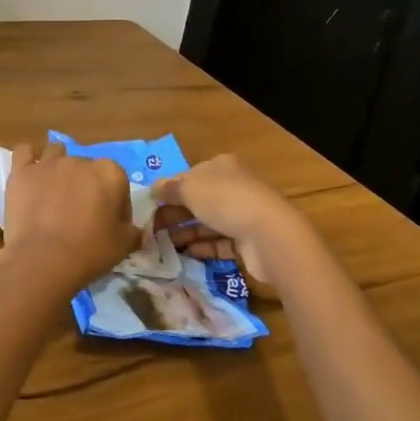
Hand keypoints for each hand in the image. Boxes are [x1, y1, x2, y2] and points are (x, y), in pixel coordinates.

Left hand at [0, 142, 137, 295]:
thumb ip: (133, 231)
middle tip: (82, 214)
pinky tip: (30, 175)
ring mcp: (49, 163)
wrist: (43, 259)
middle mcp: (80, 160)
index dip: (117, 205)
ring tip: (55, 192)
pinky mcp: (22, 171)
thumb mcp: (123, 246)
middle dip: (87, 186)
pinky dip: (28, 161)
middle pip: (87, 169)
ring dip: (59, 168)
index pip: (119, 183)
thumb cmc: (89, 251)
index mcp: (110, 173)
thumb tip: (135, 230)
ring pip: (57, 154)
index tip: (111, 225)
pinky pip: (24, 153)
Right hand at [151, 154, 308, 284]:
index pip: (189, 176)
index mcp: (221, 166)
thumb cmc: (225, 201)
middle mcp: (234, 187)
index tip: (149, 206)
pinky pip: (220, 243)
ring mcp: (243, 214)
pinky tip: (186, 254)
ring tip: (162, 245)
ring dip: (186, 232)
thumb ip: (169, 188)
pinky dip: (203, 247)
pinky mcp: (249, 241)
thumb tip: (153, 189)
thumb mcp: (189, 188)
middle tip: (151, 229)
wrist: (270, 235)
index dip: (169, 189)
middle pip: (198, 200)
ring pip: (208, 222)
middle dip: (175, 214)